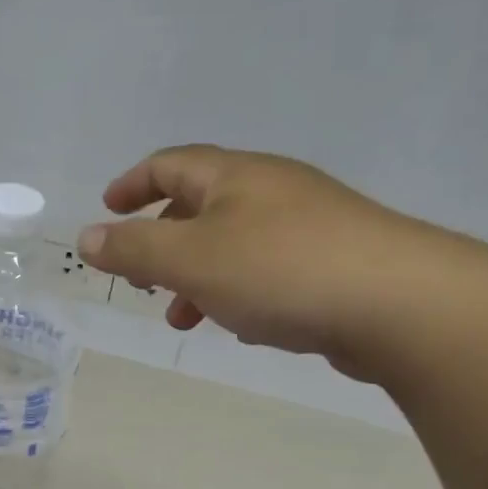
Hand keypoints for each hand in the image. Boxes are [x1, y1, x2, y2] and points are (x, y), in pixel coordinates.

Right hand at [76, 144, 465, 379]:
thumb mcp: (190, 259)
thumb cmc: (279, 270)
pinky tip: (241, 324)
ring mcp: (309, 226)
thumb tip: (87, 238)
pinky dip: (238, 291)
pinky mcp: (335, 263)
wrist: (400, 303)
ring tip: (183, 317)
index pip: (171, 164)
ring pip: (234, 243)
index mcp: (235, 176)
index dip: (133, 184)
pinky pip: (268, 270)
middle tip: (141, 278)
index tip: (107, 209)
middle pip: (202, 204)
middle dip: (163, 241)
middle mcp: (273, 191)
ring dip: (198, 276)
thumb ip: (134, 249)